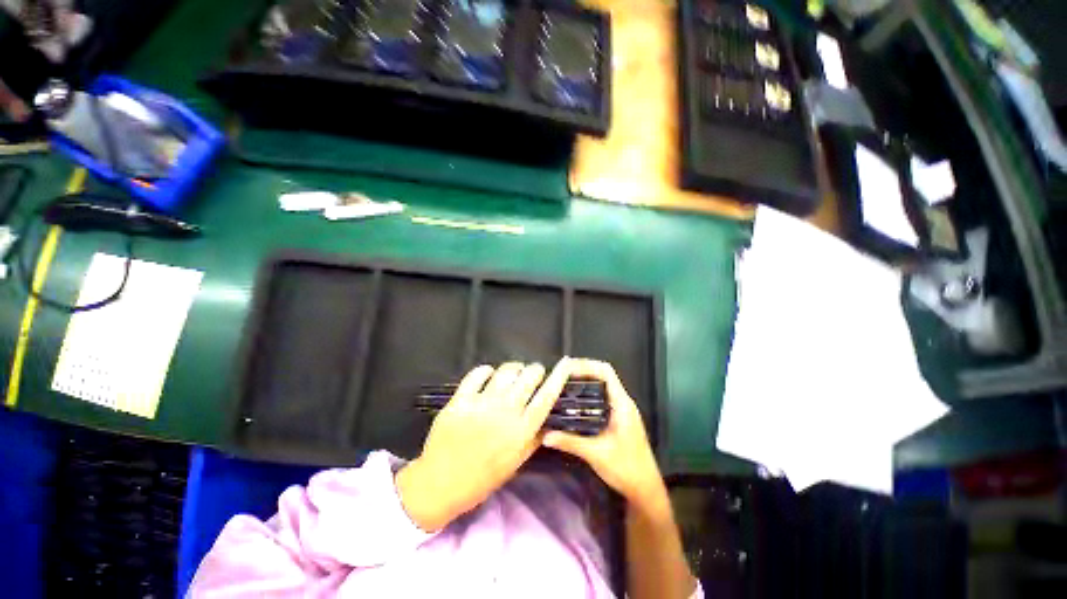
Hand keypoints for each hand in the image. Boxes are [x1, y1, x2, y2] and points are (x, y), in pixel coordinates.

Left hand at [396, 359, 571, 531]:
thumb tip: (547, 424)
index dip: (558, 377)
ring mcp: (481, 405)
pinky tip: (489, 374)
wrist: (444, 482)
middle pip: (528, 378)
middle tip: (534, 374)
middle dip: (535, 371)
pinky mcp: (459, 401)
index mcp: (522, 431)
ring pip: (504, 372)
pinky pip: (476, 375)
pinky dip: (486, 371)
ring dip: (514, 369)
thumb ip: (532, 441)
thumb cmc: (483, 480)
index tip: (565, 364)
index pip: (547, 397)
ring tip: (514, 373)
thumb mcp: (515, 464)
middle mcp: (505, 413)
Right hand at [541, 359, 664, 508]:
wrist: (643, 486)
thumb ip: (570, 442)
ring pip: (600, 394)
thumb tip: (544, 435)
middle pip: (601, 380)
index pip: (606, 373)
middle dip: (579, 376)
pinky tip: (568, 414)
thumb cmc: (625, 466)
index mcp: (622, 405)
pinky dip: (584, 404)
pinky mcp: (617, 426)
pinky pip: (599, 406)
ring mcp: (621, 416)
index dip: (585, 366)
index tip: (563, 369)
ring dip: (581, 390)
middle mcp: (623, 405)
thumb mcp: (596, 454)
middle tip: (555, 381)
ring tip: (557, 393)